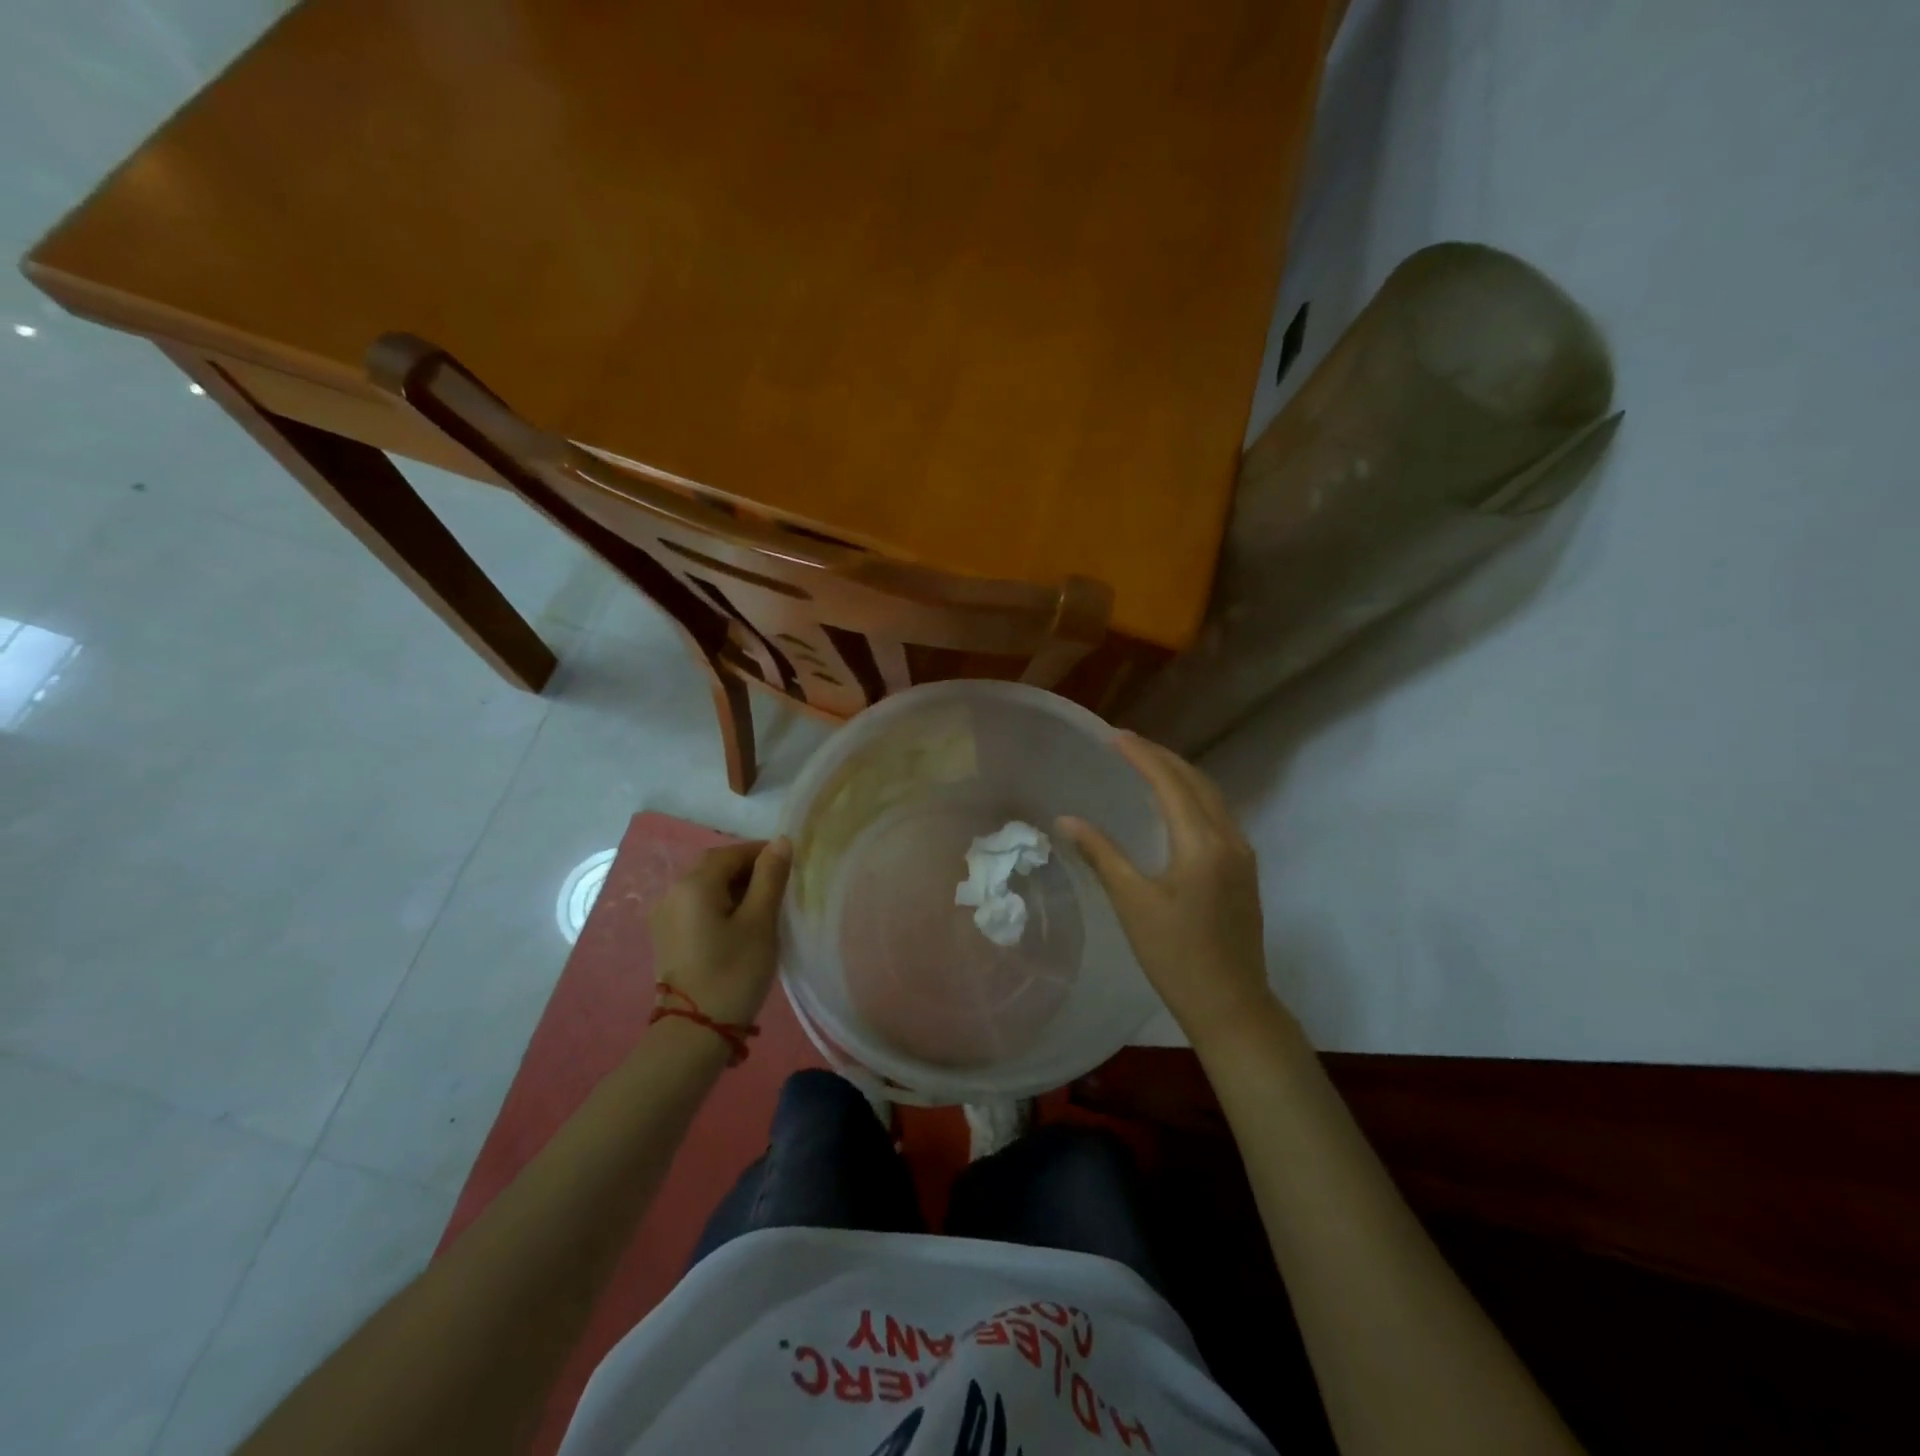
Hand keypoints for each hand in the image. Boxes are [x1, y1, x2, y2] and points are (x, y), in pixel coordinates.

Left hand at [648, 839, 791, 1028]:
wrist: (696, 1032)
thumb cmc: (734, 972)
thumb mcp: (760, 922)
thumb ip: (770, 877)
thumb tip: (781, 841)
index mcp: (694, 884)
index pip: (732, 853)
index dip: (762, 853)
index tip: (790, 865)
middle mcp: (672, 892)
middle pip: (715, 867)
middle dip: (748, 870)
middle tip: (780, 887)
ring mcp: (665, 916)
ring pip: (705, 887)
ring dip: (734, 888)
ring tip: (764, 908)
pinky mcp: (667, 937)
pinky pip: (697, 907)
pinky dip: (720, 905)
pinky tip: (739, 925)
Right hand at [1058, 734, 1277, 1047]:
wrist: (1231, 1004)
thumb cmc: (1175, 956)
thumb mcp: (1133, 903)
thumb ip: (1102, 854)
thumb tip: (1067, 820)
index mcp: (1202, 843)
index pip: (1170, 783)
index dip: (1141, 756)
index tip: (1114, 736)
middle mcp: (1229, 838)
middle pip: (1196, 782)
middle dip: (1162, 757)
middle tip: (1126, 744)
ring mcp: (1242, 854)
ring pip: (1212, 797)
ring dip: (1180, 775)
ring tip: (1146, 765)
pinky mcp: (1243, 870)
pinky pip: (1218, 816)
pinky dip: (1193, 797)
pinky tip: (1173, 805)